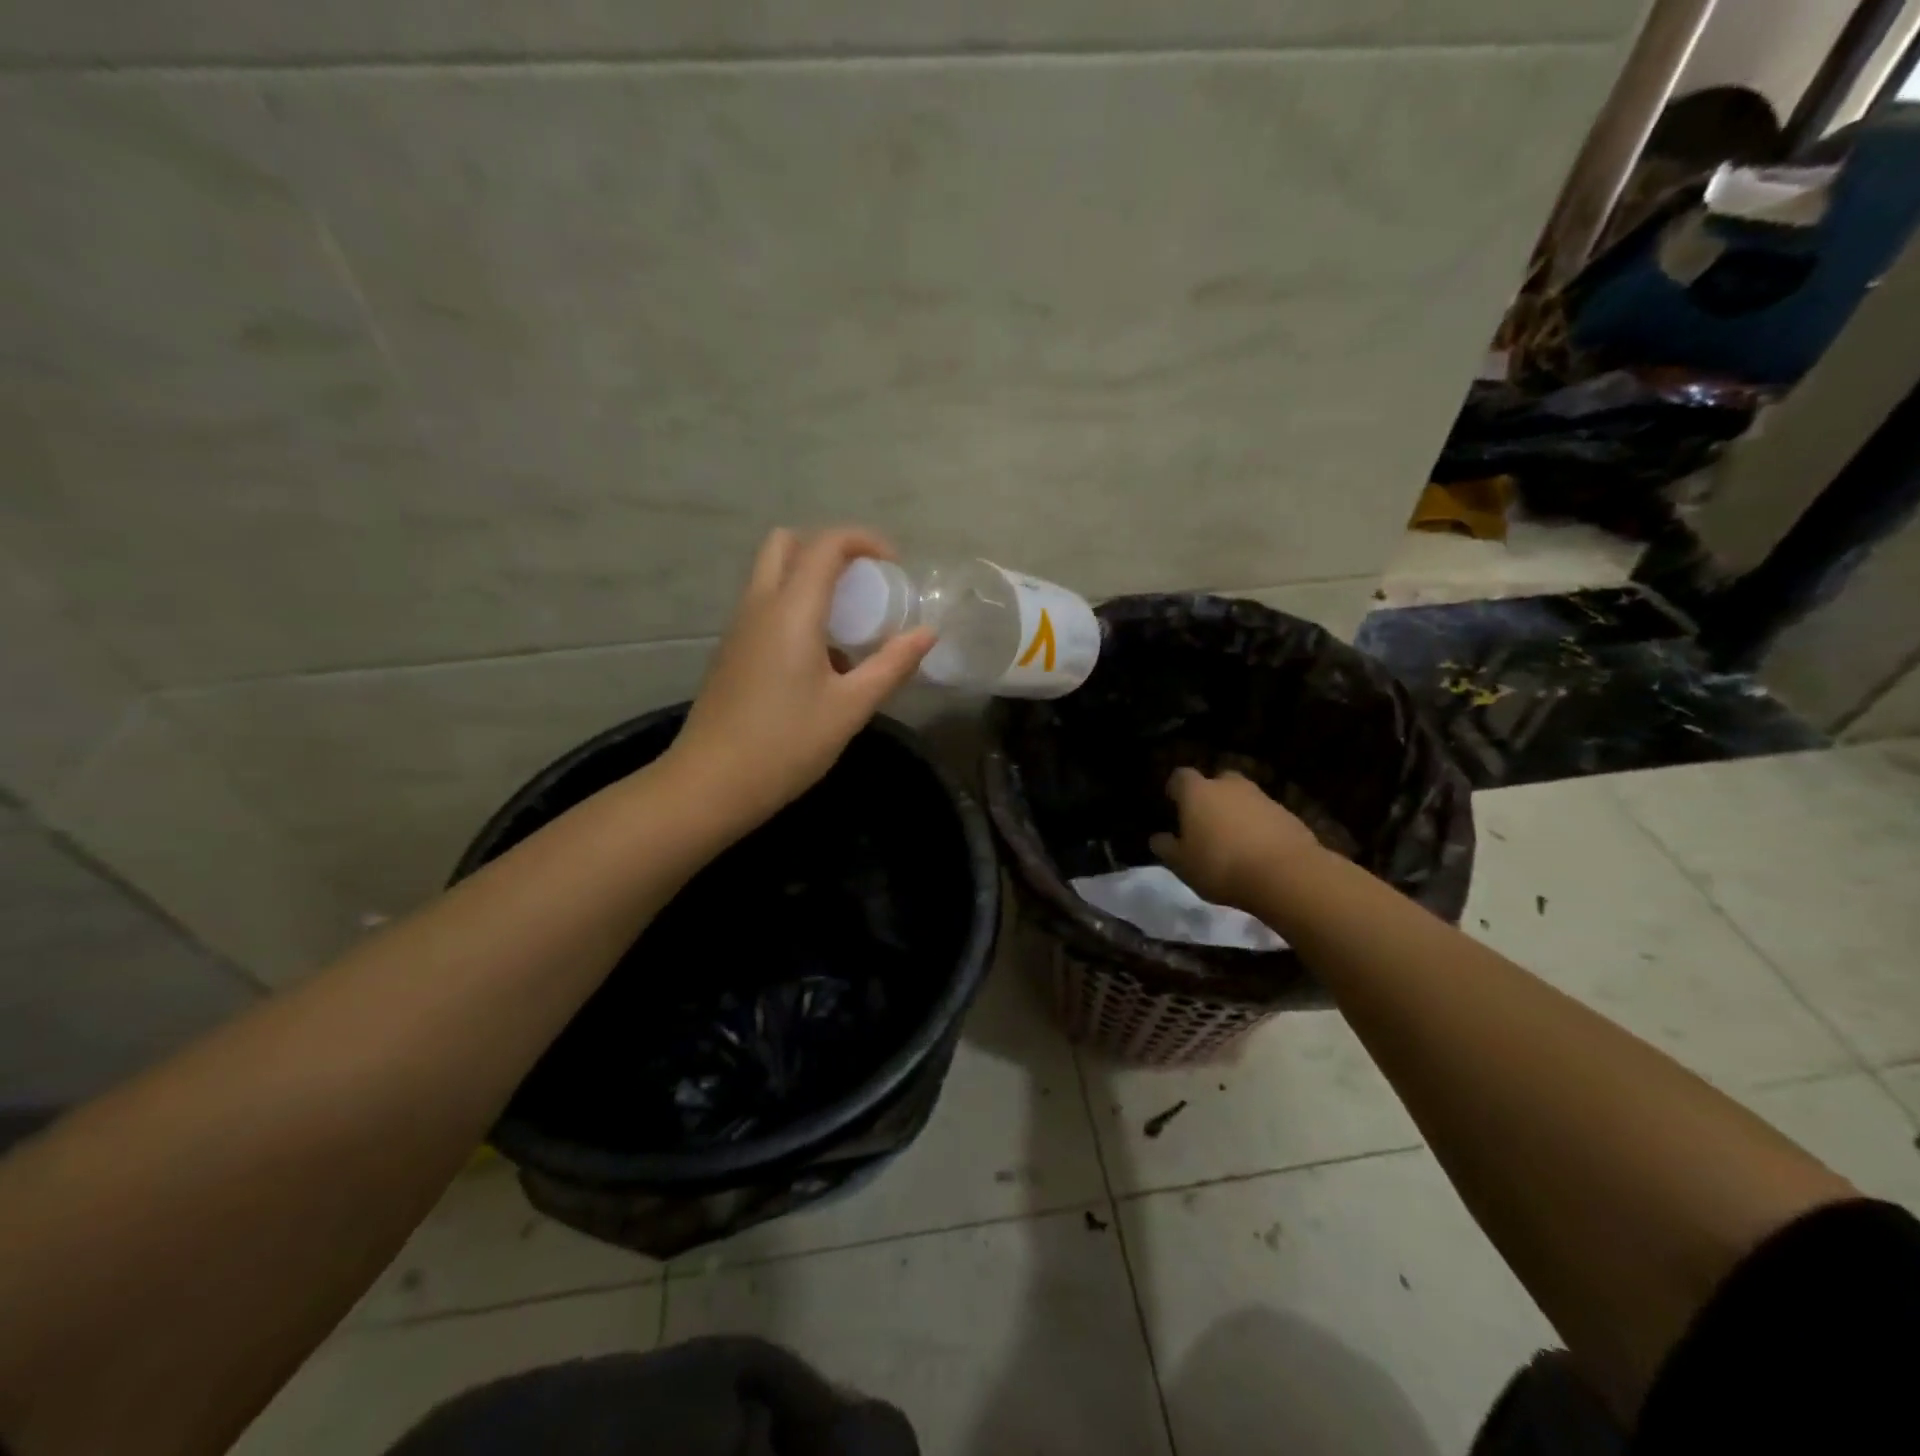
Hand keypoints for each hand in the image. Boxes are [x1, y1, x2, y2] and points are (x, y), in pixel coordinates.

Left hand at [668, 527, 934, 828]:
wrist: (711, 784)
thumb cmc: (786, 744)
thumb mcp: (850, 707)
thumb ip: (892, 665)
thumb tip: (927, 634)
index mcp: (791, 610)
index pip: (826, 545)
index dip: (864, 541)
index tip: (894, 566)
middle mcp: (759, 605)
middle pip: (787, 544)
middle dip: (828, 550)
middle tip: (862, 585)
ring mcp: (738, 628)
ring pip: (771, 575)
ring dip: (809, 580)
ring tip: (847, 625)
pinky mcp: (730, 652)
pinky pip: (763, 606)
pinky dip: (793, 608)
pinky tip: (818, 659)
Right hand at [1150, 768, 1323, 910]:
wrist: (1286, 875)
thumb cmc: (1221, 866)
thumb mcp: (1182, 865)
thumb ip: (1167, 848)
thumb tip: (1158, 838)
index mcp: (1198, 792)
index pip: (1181, 776)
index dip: (1176, 788)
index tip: (1173, 802)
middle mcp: (1229, 786)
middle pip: (1217, 781)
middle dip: (1211, 795)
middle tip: (1206, 820)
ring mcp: (1262, 797)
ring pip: (1243, 797)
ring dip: (1237, 811)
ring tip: (1233, 839)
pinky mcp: (1288, 814)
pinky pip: (1266, 815)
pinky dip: (1260, 826)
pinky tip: (1258, 850)